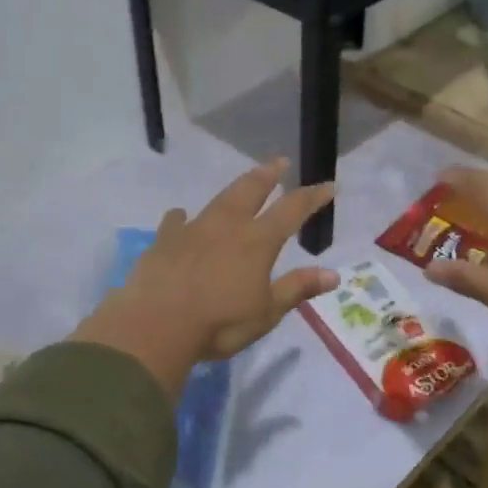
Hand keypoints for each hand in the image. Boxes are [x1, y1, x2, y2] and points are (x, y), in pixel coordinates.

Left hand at [72, 159, 337, 399]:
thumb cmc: (218, 323)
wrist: (154, 325)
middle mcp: (227, 226)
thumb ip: (297, 289)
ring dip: (234, 188)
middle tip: (279, 162)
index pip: (292, 210)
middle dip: (268, 175)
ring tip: (242, 180)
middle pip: (251, 190)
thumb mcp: (266, 313)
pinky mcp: (164, 241)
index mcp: (257, 242)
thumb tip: (333, 274)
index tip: (327, 185)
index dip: (311, 197)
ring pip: (218, 200)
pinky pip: (175, 221)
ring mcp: (193, 230)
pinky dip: (181, 216)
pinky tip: (180, 214)